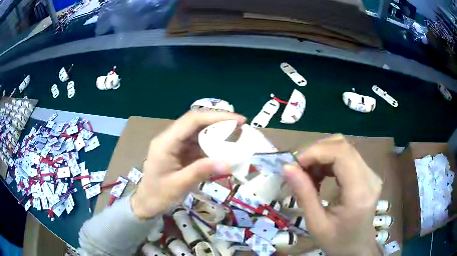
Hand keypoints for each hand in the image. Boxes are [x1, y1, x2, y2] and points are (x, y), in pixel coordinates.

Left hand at [131, 111, 245, 219]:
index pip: (192, 120)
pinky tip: (224, 149)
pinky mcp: (180, 151)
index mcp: (165, 142)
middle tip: (241, 127)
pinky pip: (198, 143)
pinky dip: (213, 144)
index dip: (216, 117)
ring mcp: (175, 144)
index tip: (238, 121)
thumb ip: (201, 171)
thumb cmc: (159, 195)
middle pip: (196, 122)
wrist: (147, 202)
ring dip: (217, 133)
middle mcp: (170, 138)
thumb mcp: (179, 185)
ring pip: (199, 131)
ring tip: (237, 137)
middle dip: (219, 122)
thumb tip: (228, 162)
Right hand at [284, 134, 382, 255]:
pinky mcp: (368, 174)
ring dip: (322, 156)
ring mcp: (371, 173)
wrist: (357, 247)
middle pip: (343, 146)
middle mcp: (370, 177)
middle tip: (299, 169)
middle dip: (316, 152)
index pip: (341, 154)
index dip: (316, 152)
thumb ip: (304, 195)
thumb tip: (287, 167)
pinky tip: (320, 176)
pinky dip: (329, 161)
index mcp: (359, 193)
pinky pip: (347, 157)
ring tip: (308, 175)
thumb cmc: (337, 241)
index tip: (295, 164)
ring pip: (344, 148)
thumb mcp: (316, 224)